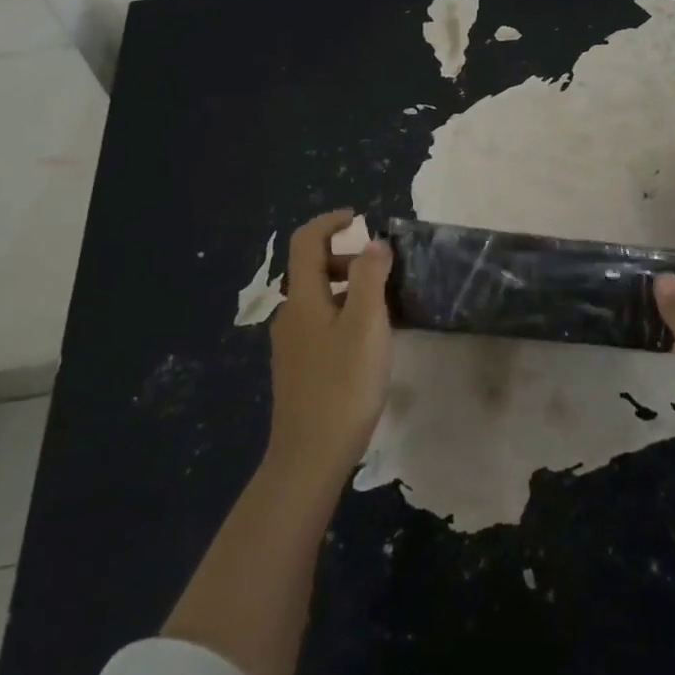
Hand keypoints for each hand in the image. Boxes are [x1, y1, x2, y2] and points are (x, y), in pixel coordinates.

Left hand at [266, 209, 394, 481]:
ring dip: (348, 287)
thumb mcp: (366, 325)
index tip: (359, 218)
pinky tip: (368, 341)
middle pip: (312, 268)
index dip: (330, 222)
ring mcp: (290, 343)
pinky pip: (320, 322)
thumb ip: (371, 277)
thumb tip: (373, 243)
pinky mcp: (298, 367)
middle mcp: (289, 314)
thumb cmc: (343, 385)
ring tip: (384, 306)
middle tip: (383, 270)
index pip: (305, 241)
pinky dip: (344, 313)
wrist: (309, 456)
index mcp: (302, 298)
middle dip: (346, 257)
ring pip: (318, 298)